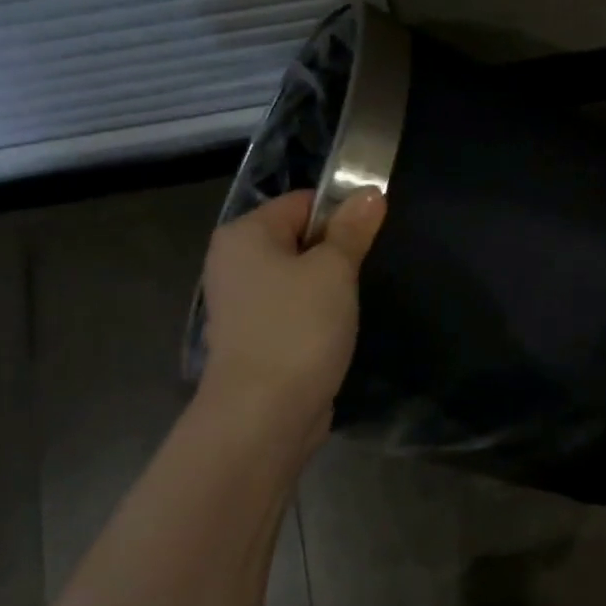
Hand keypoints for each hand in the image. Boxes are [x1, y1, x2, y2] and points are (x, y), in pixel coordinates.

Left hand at [198, 187, 387, 432]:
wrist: (264, 413)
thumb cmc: (298, 328)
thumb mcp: (334, 270)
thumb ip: (352, 229)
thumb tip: (370, 192)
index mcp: (244, 234)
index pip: (301, 202)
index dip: (341, 212)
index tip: (372, 235)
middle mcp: (234, 262)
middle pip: (298, 238)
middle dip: (335, 252)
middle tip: (366, 270)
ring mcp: (241, 303)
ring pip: (297, 277)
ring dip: (328, 286)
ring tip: (354, 302)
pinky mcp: (254, 337)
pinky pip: (292, 310)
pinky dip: (315, 315)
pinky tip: (336, 329)